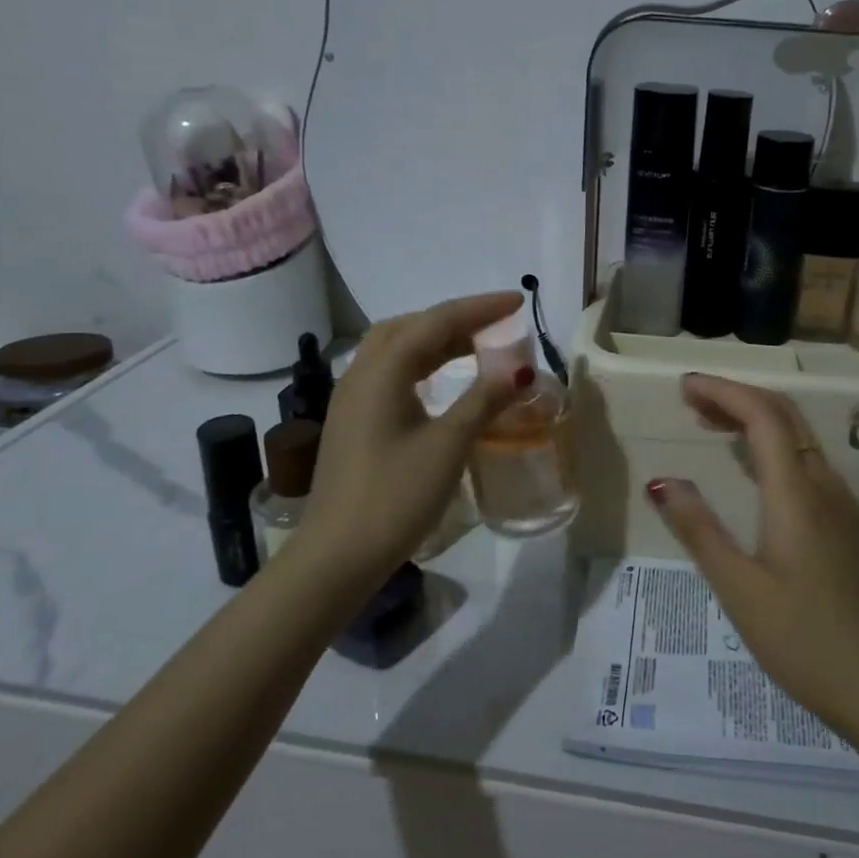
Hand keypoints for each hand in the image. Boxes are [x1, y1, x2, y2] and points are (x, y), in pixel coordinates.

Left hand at [294, 292, 530, 581]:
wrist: (337, 556)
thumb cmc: (395, 496)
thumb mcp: (449, 445)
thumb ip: (484, 400)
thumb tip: (521, 370)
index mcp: (382, 371)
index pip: (436, 321)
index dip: (479, 308)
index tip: (517, 301)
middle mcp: (362, 374)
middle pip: (410, 327)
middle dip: (455, 318)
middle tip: (497, 323)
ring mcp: (352, 398)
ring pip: (396, 348)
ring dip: (437, 339)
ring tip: (477, 344)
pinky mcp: (353, 421)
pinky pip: (390, 372)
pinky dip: (422, 362)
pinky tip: (442, 379)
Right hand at [645, 375, 858, 735]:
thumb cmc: (802, 639)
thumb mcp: (739, 588)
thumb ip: (699, 530)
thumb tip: (661, 481)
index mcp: (796, 493)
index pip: (763, 416)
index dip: (724, 391)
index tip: (684, 387)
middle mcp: (822, 484)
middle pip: (783, 414)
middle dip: (737, 395)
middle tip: (691, 398)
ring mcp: (837, 502)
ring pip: (796, 434)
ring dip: (754, 416)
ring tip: (709, 421)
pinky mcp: (841, 521)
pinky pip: (804, 458)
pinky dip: (770, 442)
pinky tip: (748, 464)